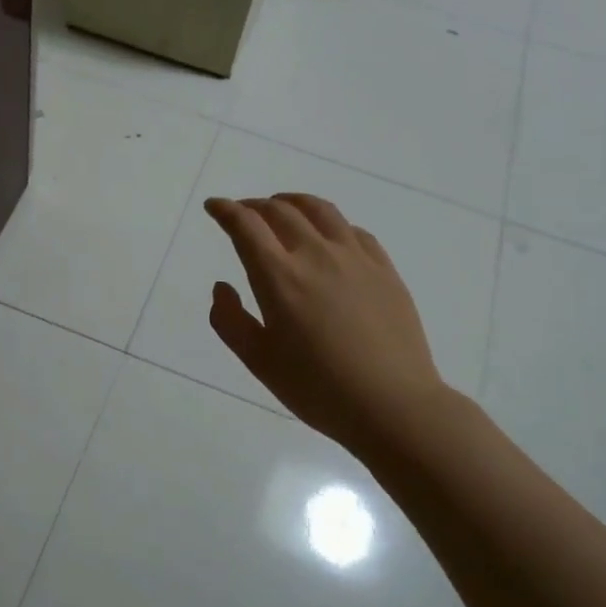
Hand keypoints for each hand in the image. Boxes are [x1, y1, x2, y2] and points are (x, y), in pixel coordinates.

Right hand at [205, 193, 454, 457]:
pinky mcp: (384, 269)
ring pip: (320, 211)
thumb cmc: (316, 388)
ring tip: (282, 207)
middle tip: (242, 212)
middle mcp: (315, 255)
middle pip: (280, 211)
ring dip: (293, 202)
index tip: (213, 206)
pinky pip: (352, 230)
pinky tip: (327, 235)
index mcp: (279, 277)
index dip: (225, 210)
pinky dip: (329, 223)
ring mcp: (355, 258)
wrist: (392, 404)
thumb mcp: (259, 361)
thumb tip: (222, 287)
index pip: (246, 226)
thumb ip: (230, 320)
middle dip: (254, 205)